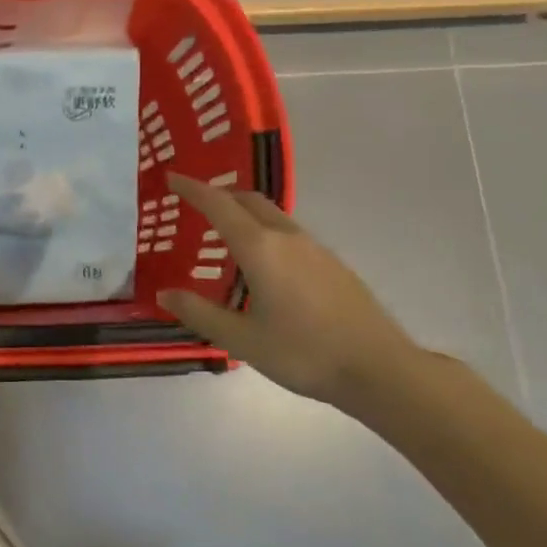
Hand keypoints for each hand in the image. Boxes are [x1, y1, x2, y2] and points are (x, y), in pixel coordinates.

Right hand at [159, 172, 419, 409]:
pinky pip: (289, 233)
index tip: (171, 177)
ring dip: (244, 213)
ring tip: (226, 234)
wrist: (381, 370)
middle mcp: (287, 238)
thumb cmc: (304, 353)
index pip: (218, 205)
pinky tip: (265, 264)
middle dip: (220, 195)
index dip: (192, 189)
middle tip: (196, 204)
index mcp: (260, 248)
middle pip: (248, 201)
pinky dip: (265, 232)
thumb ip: (200, 314)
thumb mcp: (242, 340)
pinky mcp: (333, 265)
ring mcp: (315, 249)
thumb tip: (164, 295)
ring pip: (272, 215)